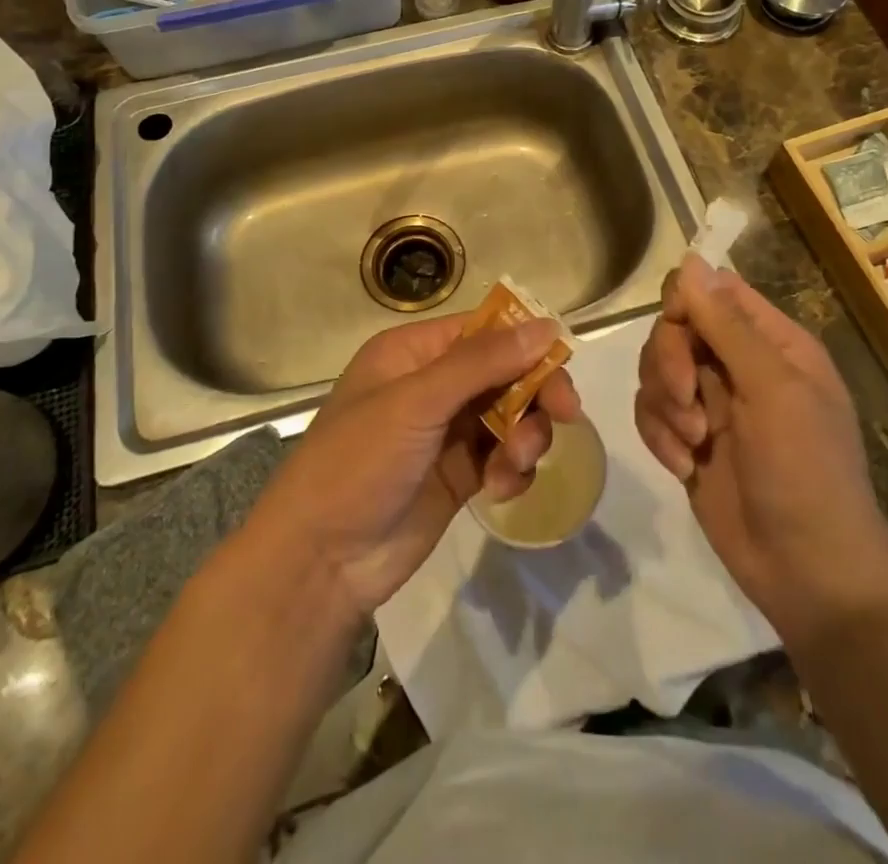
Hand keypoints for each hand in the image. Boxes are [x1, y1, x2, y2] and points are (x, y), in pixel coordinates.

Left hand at [250, 312, 580, 618]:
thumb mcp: (416, 403)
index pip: (484, 330)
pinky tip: (499, 489)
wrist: (320, 562)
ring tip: (516, 463)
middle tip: (567, 414)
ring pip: (511, 414)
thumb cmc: (357, 462)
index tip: (562, 364)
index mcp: (414, 353)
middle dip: (535, 392)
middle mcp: (433, 384)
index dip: (525, 342)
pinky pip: (503, 456)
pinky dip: (512, 468)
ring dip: (525, 435)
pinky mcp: (459, 474)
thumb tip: (546, 325)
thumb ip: (482, 363)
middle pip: (505, 371)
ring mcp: (446, 431)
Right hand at [635, 254, 887, 639]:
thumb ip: (727, 324)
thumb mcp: (772, 390)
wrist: (808, 574)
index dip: (685, 302)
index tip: (678, 335)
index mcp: (772, 343)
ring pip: (656, 370)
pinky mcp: (688, 440)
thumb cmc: (805, 472)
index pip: (713, 291)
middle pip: (675, 329)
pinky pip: (651, 412)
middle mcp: (740, 365)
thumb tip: (689, 259)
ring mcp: (712, 404)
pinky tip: (682, 466)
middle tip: (687, 402)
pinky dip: (658, 435)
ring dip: (664, 404)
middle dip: (669, 363)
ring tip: (691, 442)